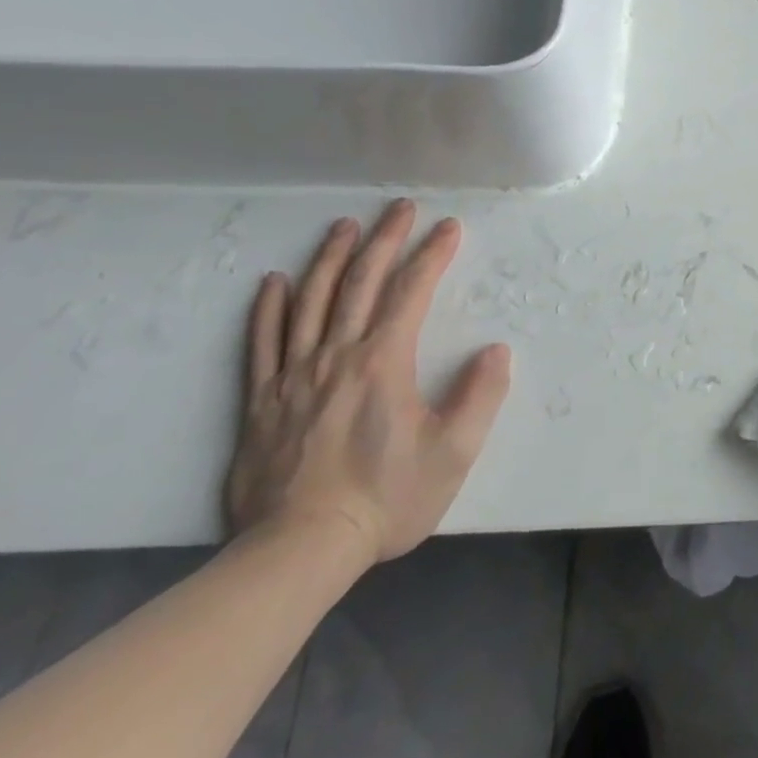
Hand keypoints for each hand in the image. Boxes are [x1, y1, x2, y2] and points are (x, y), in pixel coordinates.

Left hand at [226, 200, 511, 564]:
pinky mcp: (261, 401)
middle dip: (384, 240)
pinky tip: (276, 282)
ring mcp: (292, 377)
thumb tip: (496, 350)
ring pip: (311, 302)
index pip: (411, 293)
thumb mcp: (454, 452)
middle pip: (360, 284)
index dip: (432, 255)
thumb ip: (480, 396)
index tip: (449, 227)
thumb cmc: (386, 498)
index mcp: (383, 363)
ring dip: (330, 259)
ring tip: (344, 226)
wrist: (300, 549)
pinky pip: (263, 342)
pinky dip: (270, 308)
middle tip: (399, 208)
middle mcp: (336, 357)